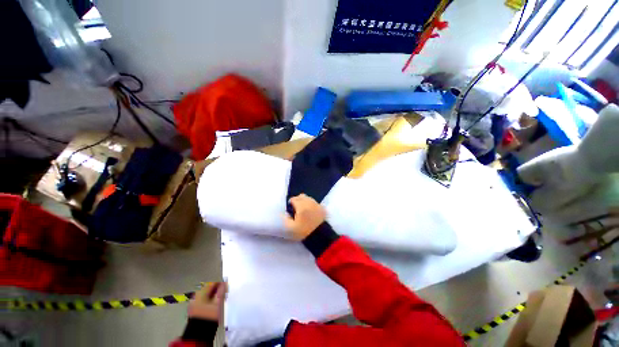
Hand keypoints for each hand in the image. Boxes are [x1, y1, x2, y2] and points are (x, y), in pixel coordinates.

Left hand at [188, 282, 225, 321]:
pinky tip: (214, 306)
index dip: (221, 284)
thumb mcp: (217, 302)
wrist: (199, 332)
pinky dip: (209, 301)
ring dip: (214, 296)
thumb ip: (221, 290)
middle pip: (209, 289)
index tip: (227, 289)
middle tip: (224, 295)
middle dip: (217, 291)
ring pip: (206, 296)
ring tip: (220, 301)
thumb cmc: (209, 315)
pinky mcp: (194, 309)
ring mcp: (194, 303)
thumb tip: (224, 283)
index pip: (213, 283)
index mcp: (201, 292)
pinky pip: (203, 301)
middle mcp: (196, 296)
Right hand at [283, 194, 325, 240]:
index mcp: (301, 206)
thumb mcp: (291, 228)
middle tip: (296, 209)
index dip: (291, 203)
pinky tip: (311, 212)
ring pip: (309, 198)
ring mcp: (317, 204)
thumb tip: (284, 212)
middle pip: (301, 196)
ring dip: (305, 202)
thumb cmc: (304, 232)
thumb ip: (285, 218)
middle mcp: (309, 203)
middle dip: (298, 200)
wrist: (320, 236)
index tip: (291, 210)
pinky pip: (315, 202)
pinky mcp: (322, 208)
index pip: (294, 199)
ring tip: (304, 210)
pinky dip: (312, 205)